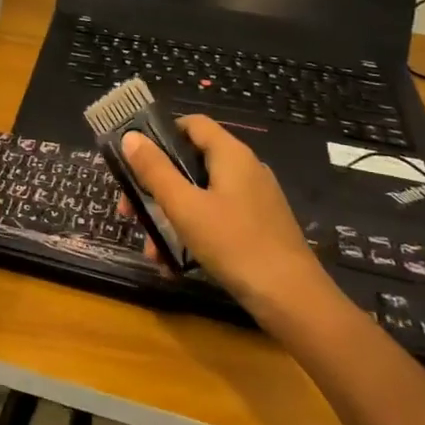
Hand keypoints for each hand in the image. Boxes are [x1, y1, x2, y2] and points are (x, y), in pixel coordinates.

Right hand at [120, 115, 344, 332]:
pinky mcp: (259, 226)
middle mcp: (246, 169)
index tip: (135, 157)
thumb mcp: (185, 207)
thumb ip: (155, 170)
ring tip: (151, 248)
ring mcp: (255, 199)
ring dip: (171, 215)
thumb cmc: (235, 244)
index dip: (161, 133)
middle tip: (131, 209)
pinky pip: (216, 216)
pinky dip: (193, 230)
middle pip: (192, 161)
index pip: (192, 123)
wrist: (294, 301)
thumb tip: (130, 137)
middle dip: (157, 184)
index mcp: (231, 155)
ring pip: (201, 194)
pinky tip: (174, 262)